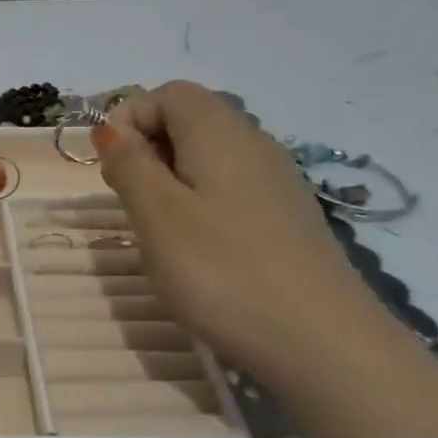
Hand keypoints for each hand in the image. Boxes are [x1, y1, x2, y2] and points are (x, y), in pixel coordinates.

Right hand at [96, 81, 437, 437]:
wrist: (324, 344)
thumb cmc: (224, 271)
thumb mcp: (156, 215)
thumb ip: (129, 164)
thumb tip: (114, 132)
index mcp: (220, 132)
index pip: (167, 93)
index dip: (129, 119)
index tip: (113, 169)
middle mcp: (254, 143)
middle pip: (189, 120)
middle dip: (147, 150)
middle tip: (131, 203)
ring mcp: (278, 182)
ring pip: (209, 157)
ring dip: (171, 181)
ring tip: (161, 232)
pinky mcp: (288, 219)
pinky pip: (231, 189)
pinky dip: (201, 205)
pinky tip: (201, 252)